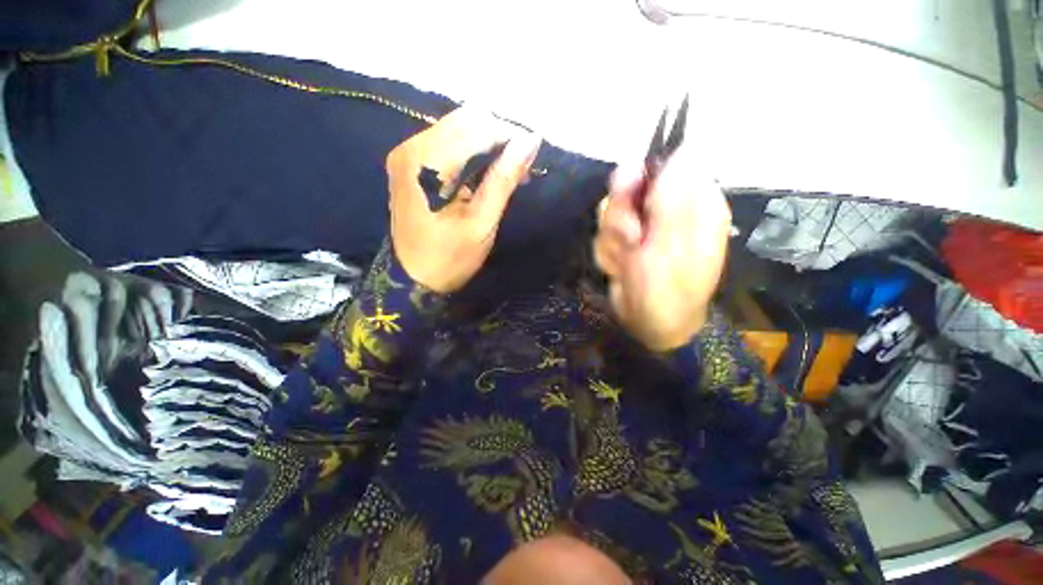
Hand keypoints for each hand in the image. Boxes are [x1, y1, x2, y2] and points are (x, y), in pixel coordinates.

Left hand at [386, 108, 540, 293]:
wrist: (413, 279)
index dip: (509, 136)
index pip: (477, 127)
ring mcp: (408, 154)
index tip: (532, 155)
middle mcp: (412, 147)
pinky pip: (448, 143)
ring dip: (488, 145)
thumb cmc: (450, 258)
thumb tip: (530, 141)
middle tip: (521, 168)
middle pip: (466, 120)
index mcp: (426, 162)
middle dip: (499, 138)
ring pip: (459, 129)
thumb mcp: (481, 223)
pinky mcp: (411, 164)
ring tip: (509, 172)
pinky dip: (473, 153)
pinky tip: (488, 173)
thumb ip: (503, 179)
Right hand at [593, 150, 731, 351]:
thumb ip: (671, 200)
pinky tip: (621, 269)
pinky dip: (608, 253)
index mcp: (694, 204)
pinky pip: (604, 234)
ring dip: (614, 241)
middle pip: (630, 188)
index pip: (665, 166)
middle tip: (632, 240)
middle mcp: (669, 210)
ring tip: (628, 263)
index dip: (642, 180)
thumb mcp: (672, 247)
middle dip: (622, 218)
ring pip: (611, 212)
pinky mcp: (625, 241)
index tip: (633, 201)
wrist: (649, 326)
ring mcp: (644, 226)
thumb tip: (682, 148)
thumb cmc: (669, 290)